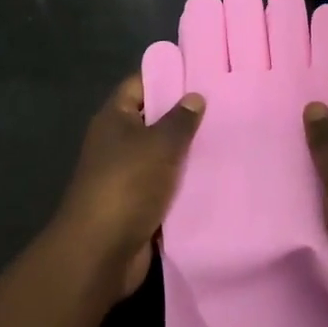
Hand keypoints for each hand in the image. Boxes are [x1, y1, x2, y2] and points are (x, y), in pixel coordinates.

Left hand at [54, 76, 203, 298]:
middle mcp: (117, 143)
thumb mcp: (159, 144)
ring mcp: (126, 175)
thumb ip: (180, 120)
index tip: (200, 74)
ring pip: (162, 156)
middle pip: (153, 121)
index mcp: (114, 119)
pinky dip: (184, 185)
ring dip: (188, 154)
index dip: (166, 76)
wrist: (100, 252)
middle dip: (184, 117)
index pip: (139, 84)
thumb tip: (194, 96)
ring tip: (227, 140)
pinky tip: (216, 178)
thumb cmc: (127, 184)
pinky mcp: (138, 205)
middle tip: (223, 107)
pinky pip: (165, 187)